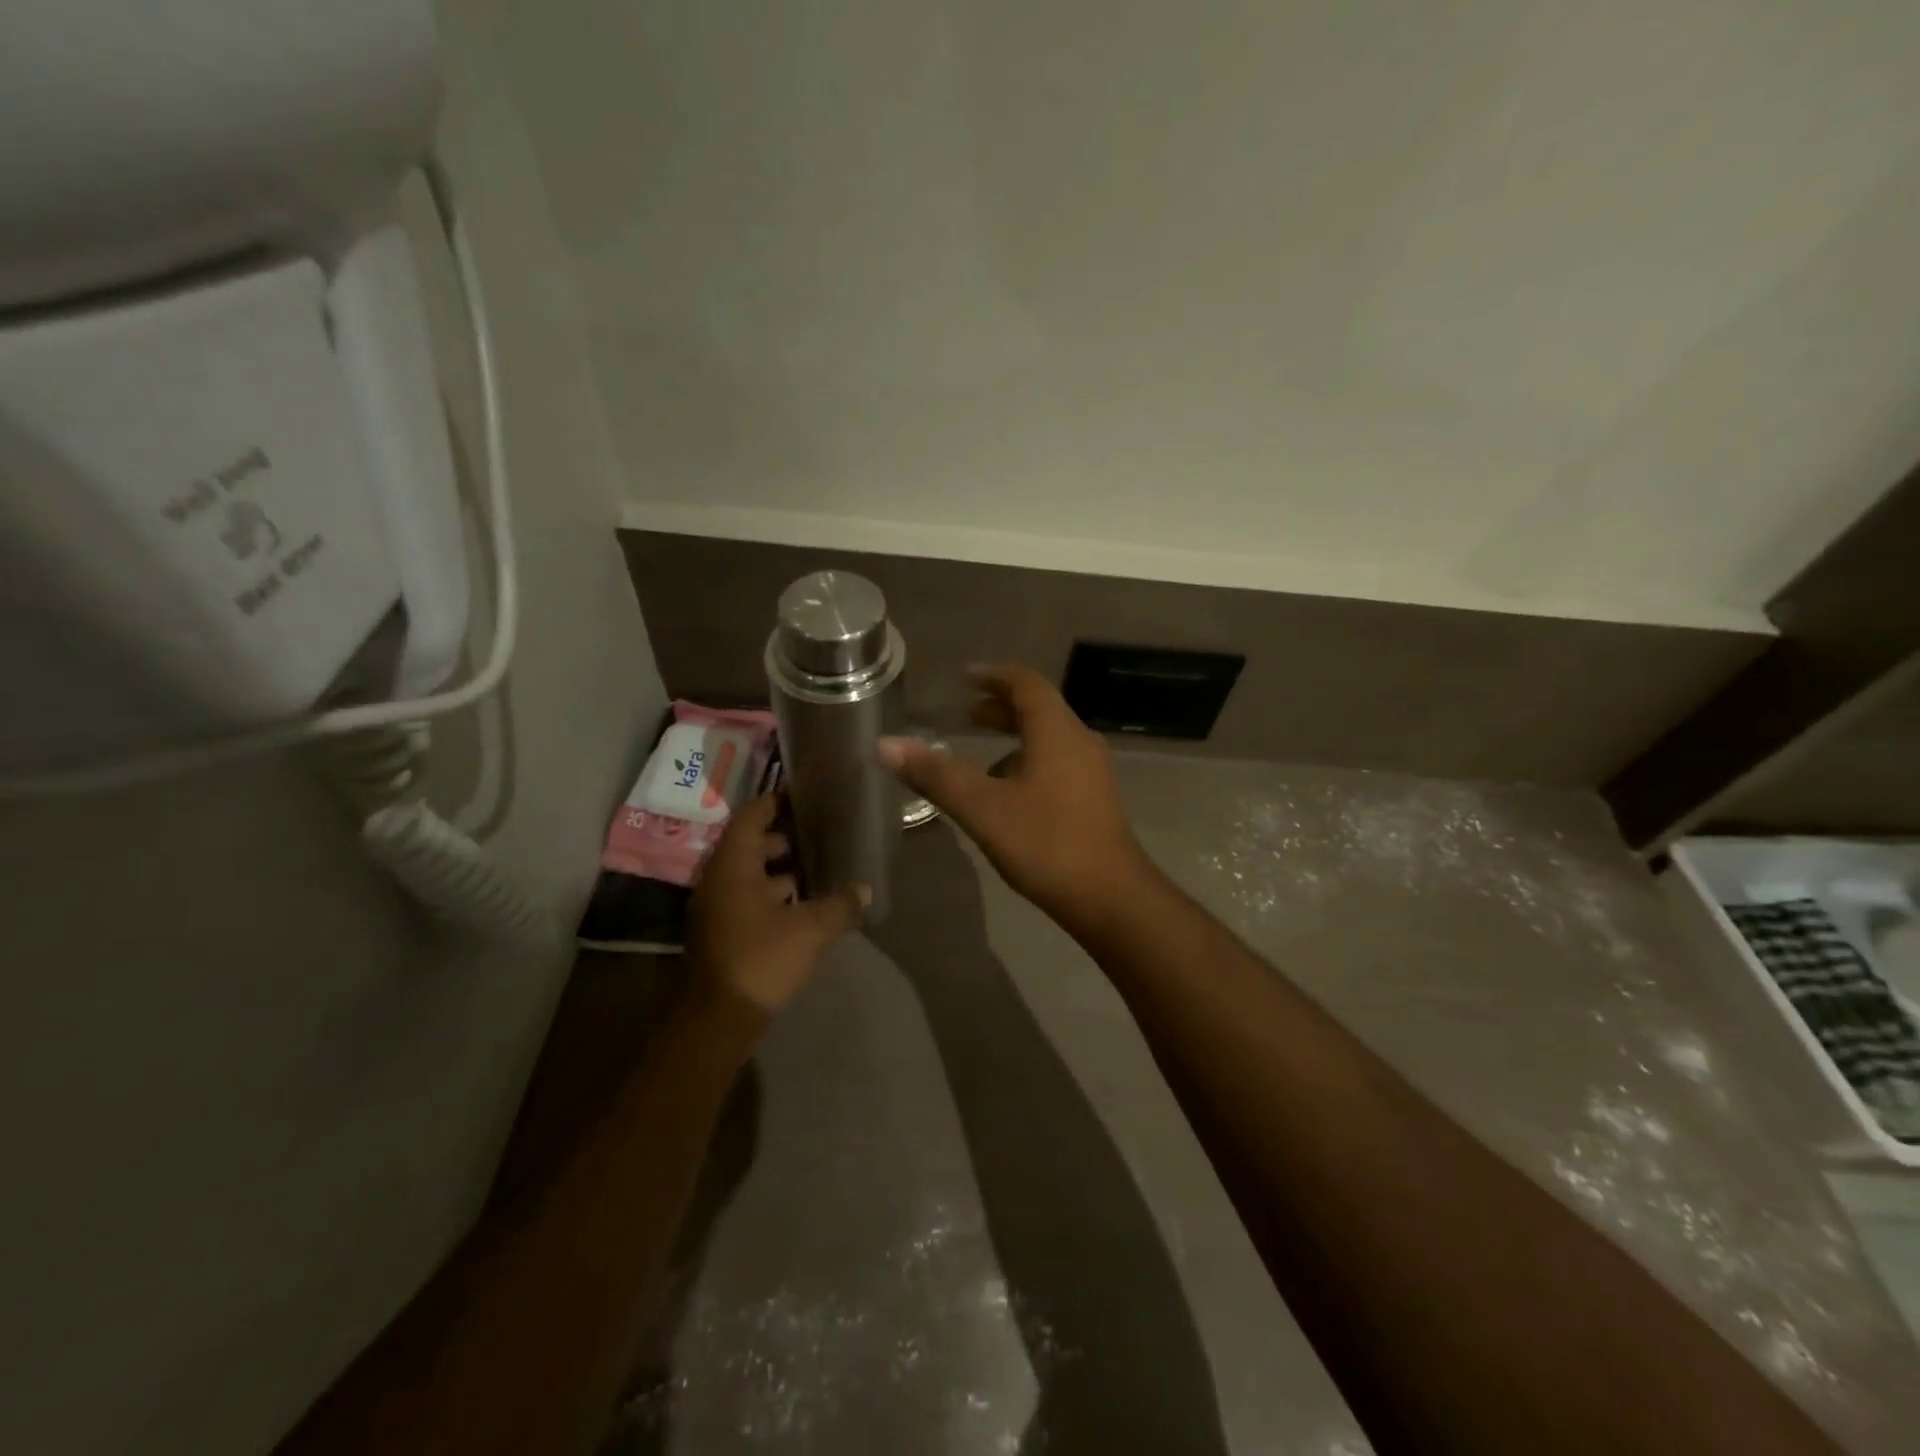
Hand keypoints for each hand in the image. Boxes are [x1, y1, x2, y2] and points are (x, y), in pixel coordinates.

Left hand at [686, 793, 868, 1015]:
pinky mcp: (722, 930)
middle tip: (822, 831)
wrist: (718, 1019)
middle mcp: (719, 879)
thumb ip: (840, 904)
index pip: (751, 816)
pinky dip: (774, 892)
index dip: (776, 801)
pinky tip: (805, 903)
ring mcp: (717, 906)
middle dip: (786, 836)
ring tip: (821, 865)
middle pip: (751, 843)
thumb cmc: (760, 959)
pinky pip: (749, 896)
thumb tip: (865, 889)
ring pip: (751, 873)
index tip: (806, 794)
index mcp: (733, 866)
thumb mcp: (809, 929)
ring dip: (782, 868)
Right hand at [878, 664, 1155, 935]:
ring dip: (1014, 736)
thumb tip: (885, 744)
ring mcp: (1092, 771)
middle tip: (965, 713)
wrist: (1111, 898)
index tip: (965, 676)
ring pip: (1049, 738)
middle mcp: (1079, 741)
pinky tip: (1007, 792)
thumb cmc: (1046, 844)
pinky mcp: (1095, 798)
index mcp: (1057, 732)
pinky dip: (1028, 760)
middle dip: (1000, 707)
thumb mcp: (983, 809)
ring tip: (979, 752)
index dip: (994, 675)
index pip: (1025, 683)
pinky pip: (1057, 761)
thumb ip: (935, 774)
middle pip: (1039, 709)